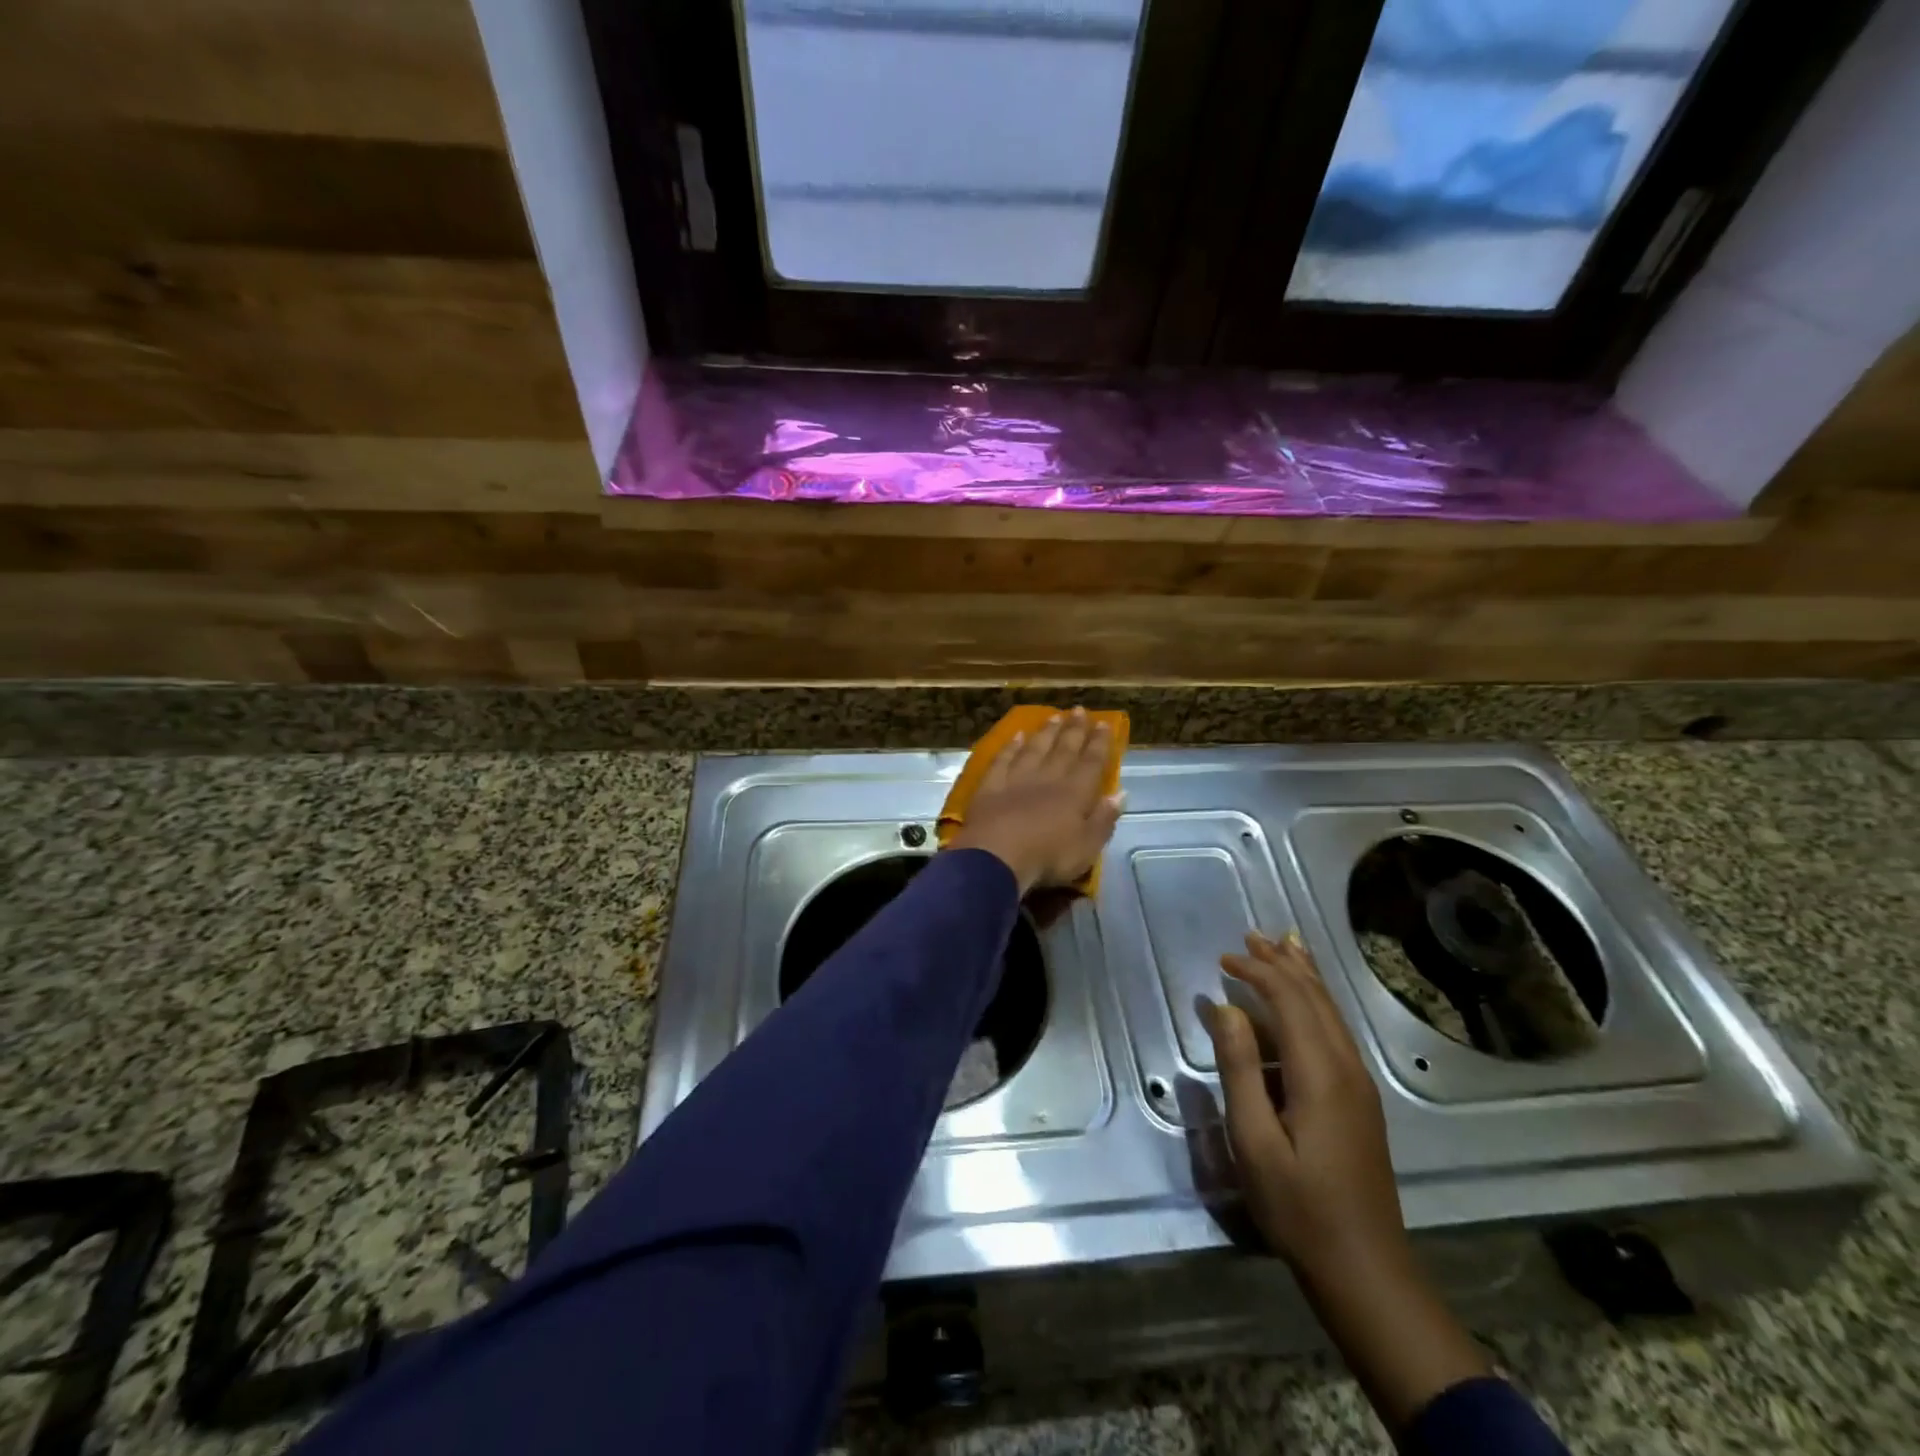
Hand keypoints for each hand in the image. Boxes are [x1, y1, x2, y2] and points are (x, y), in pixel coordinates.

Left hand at [946, 708, 1122, 894]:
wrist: (996, 857)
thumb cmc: (1048, 857)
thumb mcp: (1087, 847)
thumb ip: (1104, 819)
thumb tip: (1121, 794)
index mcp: (1074, 794)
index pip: (1091, 763)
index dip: (1099, 743)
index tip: (1104, 724)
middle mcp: (1047, 779)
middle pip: (1063, 750)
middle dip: (1073, 730)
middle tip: (1078, 710)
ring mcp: (1016, 780)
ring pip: (1034, 750)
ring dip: (1045, 733)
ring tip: (1053, 717)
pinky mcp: (989, 787)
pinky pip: (1002, 761)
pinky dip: (1010, 747)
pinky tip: (1015, 736)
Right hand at [1198, 931, 1406, 1281]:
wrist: (1365, 1269)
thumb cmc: (1298, 1206)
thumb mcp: (1253, 1140)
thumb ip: (1239, 1069)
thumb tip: (1224, 1009)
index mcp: (1320, 1073)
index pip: (1289, 1000)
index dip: (1256, 972)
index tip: (1222, 958)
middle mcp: (1346, 1067)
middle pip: (1316, 997)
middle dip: (1282, 963)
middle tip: (1250, 936)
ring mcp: (1359, 1083)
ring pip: (1331, 1012)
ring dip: (1303, 976)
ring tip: (1281, 946)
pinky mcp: (1360, 1100)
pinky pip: (1336, 1031)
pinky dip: (1315, 1003)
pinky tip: (1305, 1001)